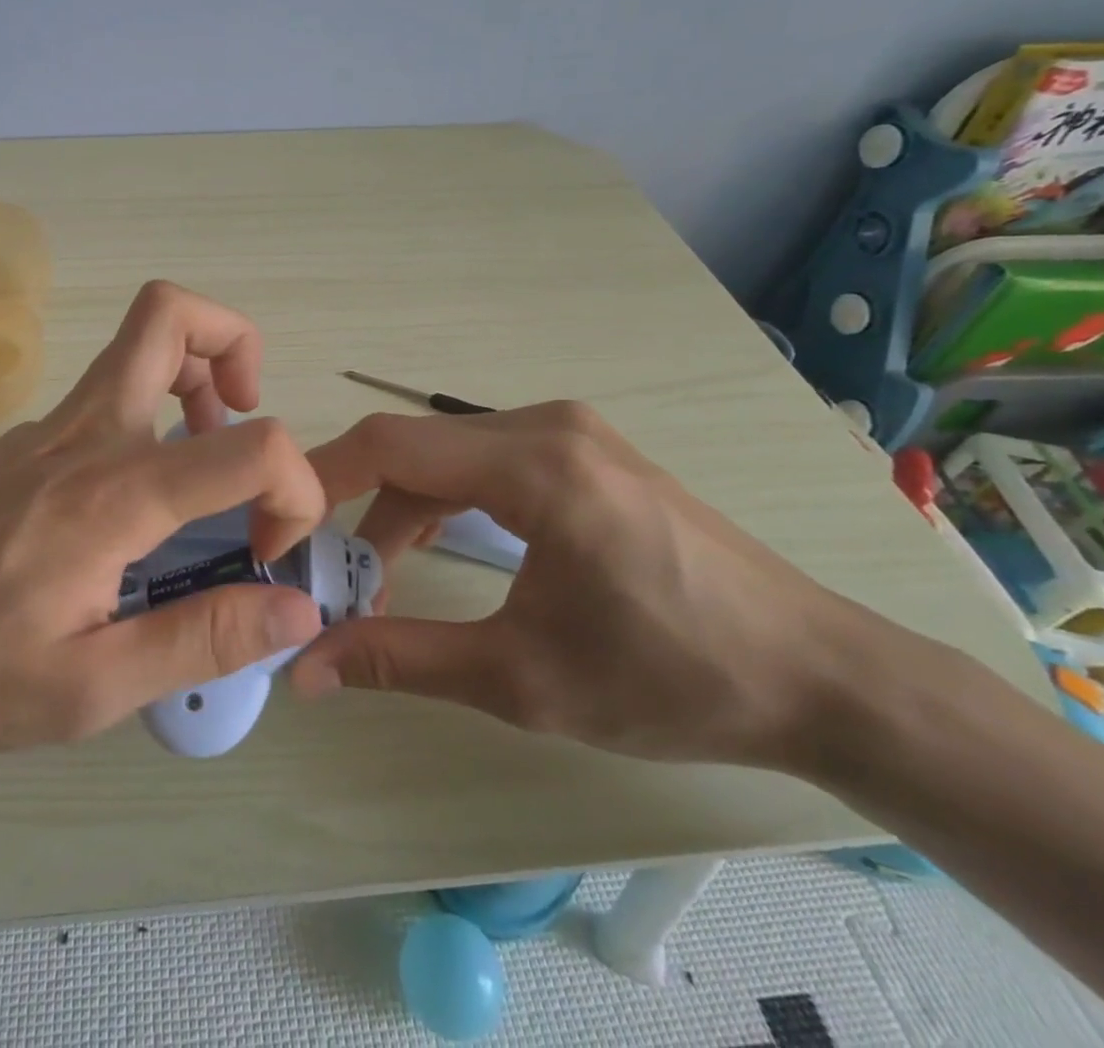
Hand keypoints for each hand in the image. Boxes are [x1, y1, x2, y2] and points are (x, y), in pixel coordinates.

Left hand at [0, 281, 326, 762]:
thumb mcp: (87, 688)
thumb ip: (201, 640)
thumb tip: (297, 612)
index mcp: (117, 495)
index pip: (253, 445)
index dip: (294, 490)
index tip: (269, 554)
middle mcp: (89, 434)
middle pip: (171, 315)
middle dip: (235, 345)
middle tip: (242, 420)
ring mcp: (49, 429)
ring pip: (136, 344)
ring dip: (194, 375)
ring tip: (201, 460)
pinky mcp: (23, 442)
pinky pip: (106, 395)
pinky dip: (150, 414)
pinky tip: (132, 507)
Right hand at [289, 402, 875, 770]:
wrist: (822, 677)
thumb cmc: (673, 678)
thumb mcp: (522, 679)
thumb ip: (401, 660)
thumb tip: (304, 669)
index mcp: (534, 464)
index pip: (388, 445)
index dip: (319, 484)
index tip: (281, 536)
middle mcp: (545, 425)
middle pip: (413, 450)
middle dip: (359, 511)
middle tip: (331, 578)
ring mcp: (568, 432)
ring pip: (446, 455)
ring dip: (402, 510)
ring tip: (384, 580)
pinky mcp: (583, 452)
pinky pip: (484, 462)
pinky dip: (445, 503)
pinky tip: (442, 552)